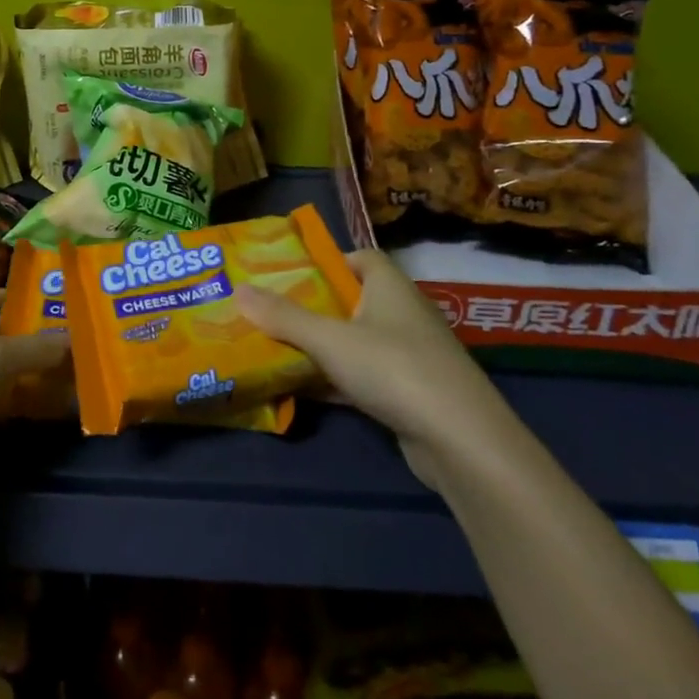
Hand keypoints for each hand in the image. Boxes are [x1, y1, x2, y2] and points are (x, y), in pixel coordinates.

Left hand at [0, 289, 66, 533]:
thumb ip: (31, 347)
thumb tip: (72, 337)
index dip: (31, 300)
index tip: (75, 304)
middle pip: (1, 335)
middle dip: (39, 338)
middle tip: (89, 339)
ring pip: (3, 373)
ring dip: (35, 374)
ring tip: (84, 369)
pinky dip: (24, 406)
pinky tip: (59, 404)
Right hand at [238, 249, 490, 493]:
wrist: (460, 441)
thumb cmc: (394, 368)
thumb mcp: (330, 339)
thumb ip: (284, 317)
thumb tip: (239, 290)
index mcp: (389, 285)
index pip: (359, 258)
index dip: (326, 262)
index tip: (289, 274)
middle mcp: (402, 313)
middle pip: (351, 300)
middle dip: (312, 306)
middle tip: (270, 311)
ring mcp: (408, 355)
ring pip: (355, 341)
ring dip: (321, 346)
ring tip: (275, 347)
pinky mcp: (409, 392)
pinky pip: (363, 376)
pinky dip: (336, 379)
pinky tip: (302, 389)